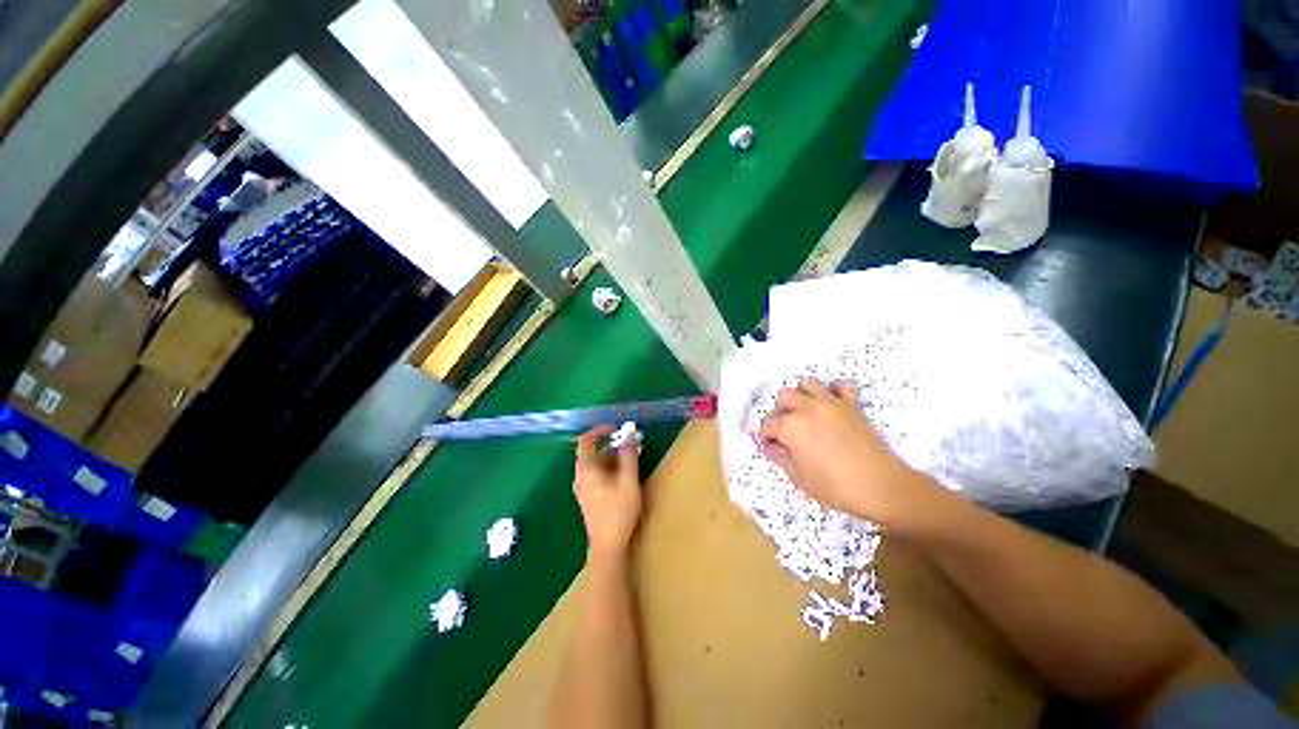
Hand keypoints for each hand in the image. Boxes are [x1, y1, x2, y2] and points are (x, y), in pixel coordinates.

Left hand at [574, 426, 642, 563]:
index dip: (600, 430)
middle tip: (630, 443)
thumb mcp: (628, 481)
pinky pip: (596, 474)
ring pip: (595, 463)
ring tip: (632, 457)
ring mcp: (582, 487)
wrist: (608, 546)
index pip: (586, 440)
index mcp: (586, 469)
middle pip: (592, 451)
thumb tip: (630, 434)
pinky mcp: (588, 496)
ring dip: (612, 456)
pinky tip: (625, 474)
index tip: (617, 429)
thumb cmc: (618, 511)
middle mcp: (580, 476)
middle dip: (611, 444)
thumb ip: (628, 456)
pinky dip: (609, 467)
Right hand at [758, 378, 940, 528]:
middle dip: (780, 413)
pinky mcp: (852, 404)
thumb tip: (772, 446)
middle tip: (786, 430)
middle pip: (784, 397)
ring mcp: (831, 403)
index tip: (771, 447)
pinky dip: (832, 391)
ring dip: (802, 396)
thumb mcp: (799, 478)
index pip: (767, 425)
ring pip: (807, 383)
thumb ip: (780, 457)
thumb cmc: (835, 487)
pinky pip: (840, 385)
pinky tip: (831, 406)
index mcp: (791, 426)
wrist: (881, 487)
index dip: (766, 437)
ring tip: (805, 413)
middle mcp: (807, 408)